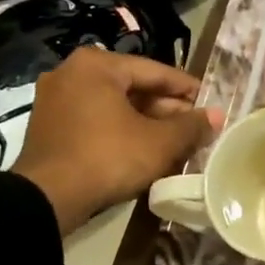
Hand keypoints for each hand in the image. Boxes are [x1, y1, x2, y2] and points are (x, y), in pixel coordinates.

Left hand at [12, 47, 221, 232]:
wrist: (47, 199)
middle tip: (195, 128)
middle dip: (167, 110)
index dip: (188, 89)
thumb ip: (192, 126)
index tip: (211, 103)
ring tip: (176, 143)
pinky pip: (96, 120)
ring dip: (146, 122)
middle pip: (133, 87)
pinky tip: (144, 150)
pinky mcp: (49, 126)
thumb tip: (218, 116)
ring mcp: (55, 99)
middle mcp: (72, 73)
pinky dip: (121, 131)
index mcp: (97, 65)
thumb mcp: (160, 142)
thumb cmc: (108, 158)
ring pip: (115, 106)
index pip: (156, 72)